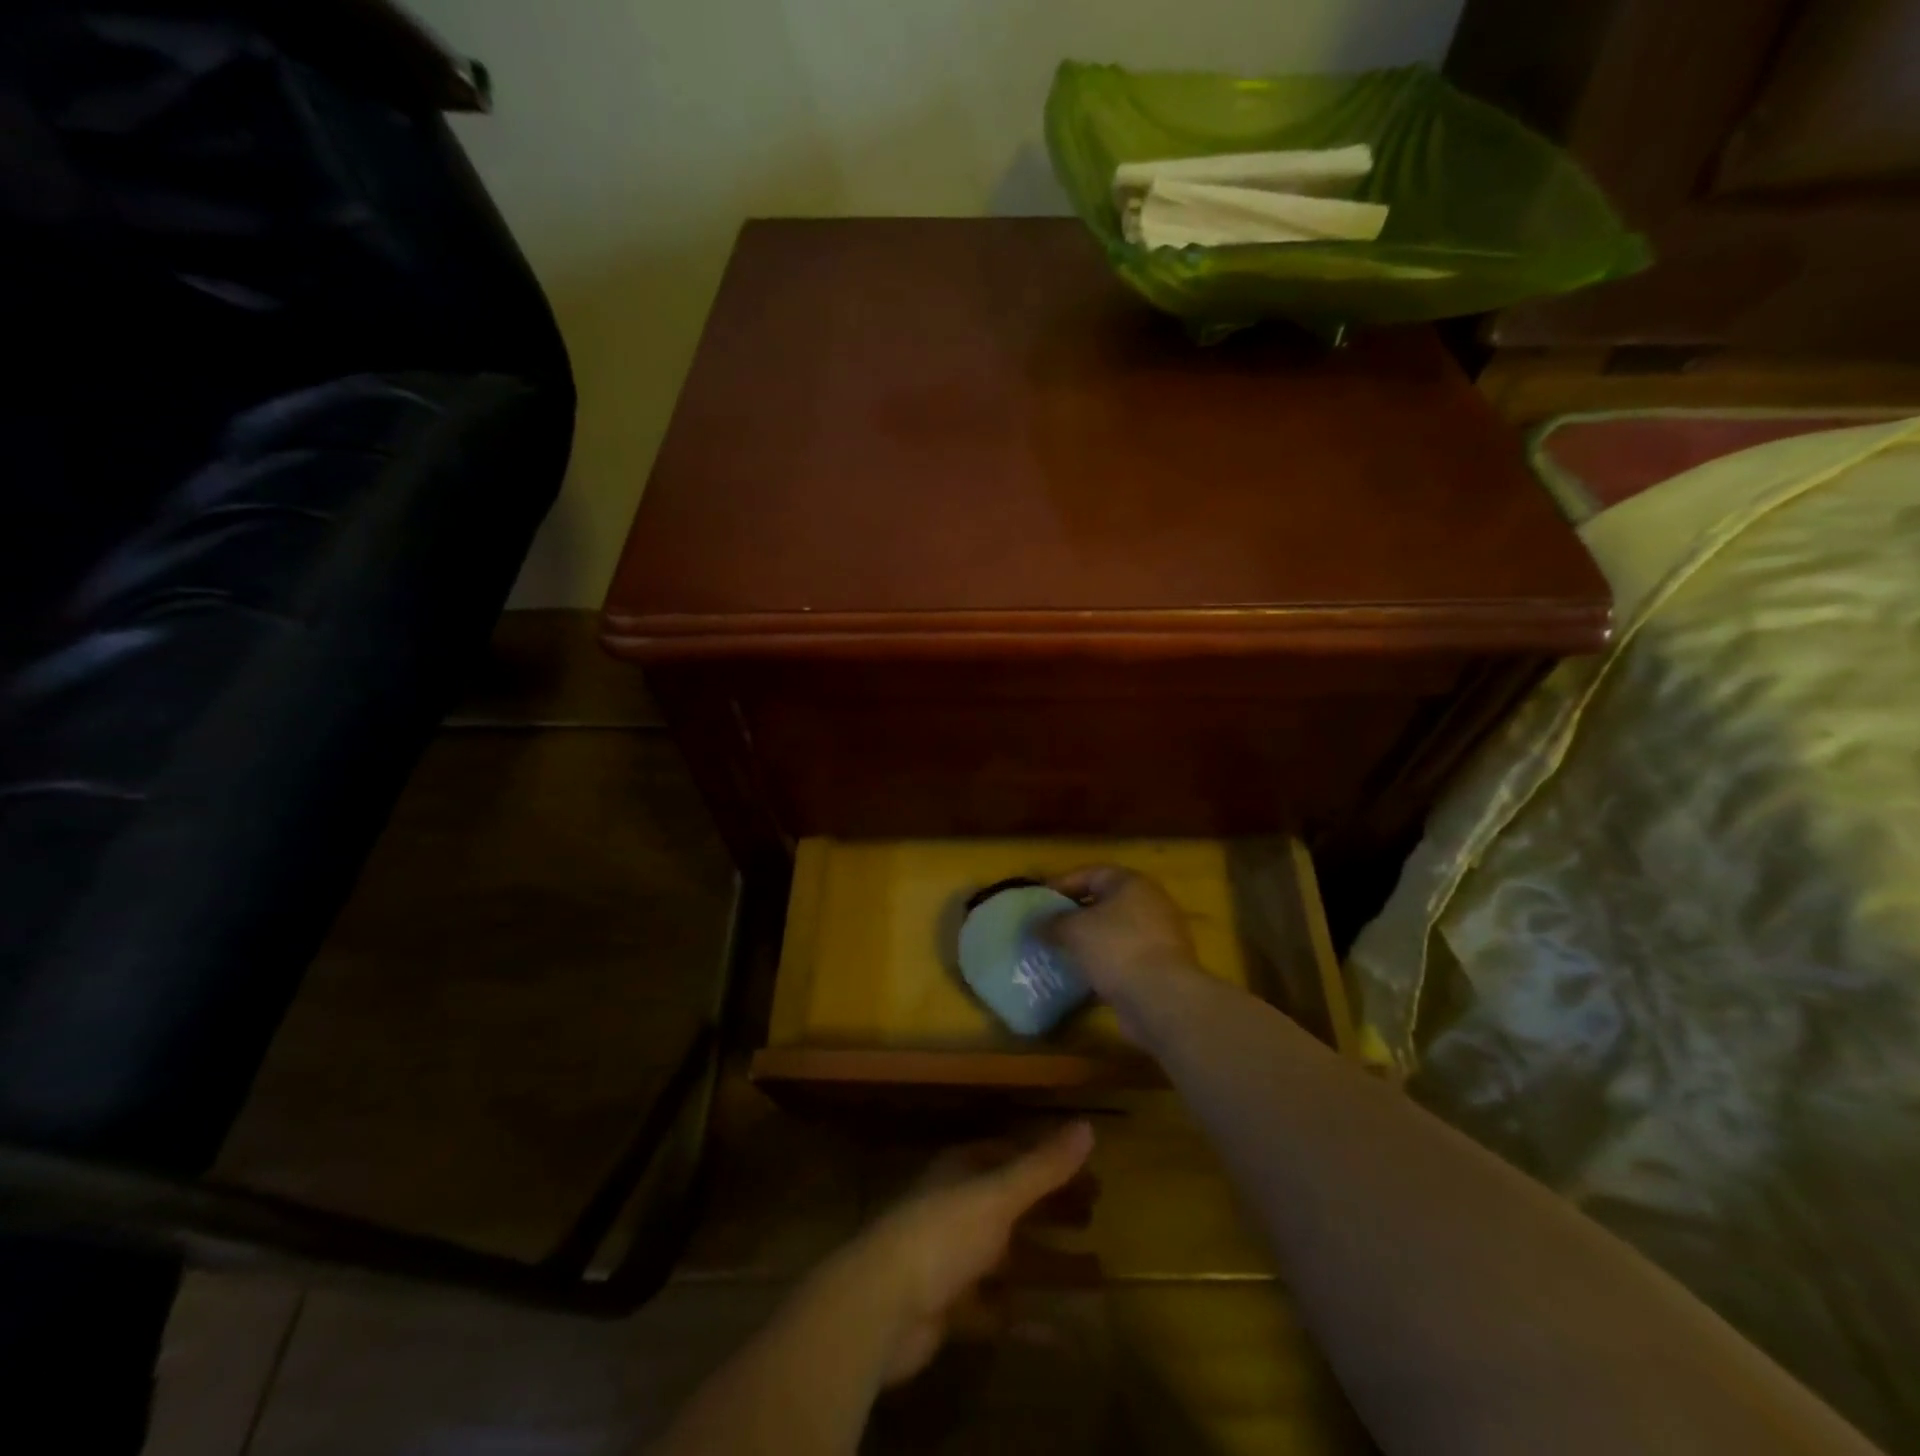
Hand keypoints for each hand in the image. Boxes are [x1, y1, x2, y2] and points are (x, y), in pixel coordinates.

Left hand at [821, 1121, 1093, 1385]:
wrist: (880, 1308)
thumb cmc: (941, 1234)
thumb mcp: (997, 1194)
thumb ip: (1042, 1166)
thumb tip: (1087, 1125)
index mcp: (963, 1171)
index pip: (1011, 1155)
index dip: (1048, 1161)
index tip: (1088, 1170)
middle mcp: (958, 1208)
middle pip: (1014, 1204)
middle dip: (1053, 1209)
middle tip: (1096, 1214)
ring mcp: (954, 1260)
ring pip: (1011, 1257)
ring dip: (1050, 1263)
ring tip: (1098, 1272)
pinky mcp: (952, 1308)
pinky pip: (1000, 1310)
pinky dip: (1030, 1318)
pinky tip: (1066, 1332)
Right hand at [1044, 866, 1203, 1039]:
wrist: (1162, 998)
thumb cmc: (1116, 948)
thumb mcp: (1074, 930)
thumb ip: (1051, 923)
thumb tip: (1035, 924)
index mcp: (1131, 884)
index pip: (1091, 873)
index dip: (1062, 884)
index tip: (1039, 901)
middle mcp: (1150, 904)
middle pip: (1104, 903)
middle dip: (1075, 915)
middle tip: (1048, 927)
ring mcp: (1159, 937)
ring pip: (1114, 933)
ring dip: (1089, 943)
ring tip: (1060, 953)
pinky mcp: (1160, 968)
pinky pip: (1124, 959)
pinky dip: (1104, 965)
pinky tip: (1081, 978)